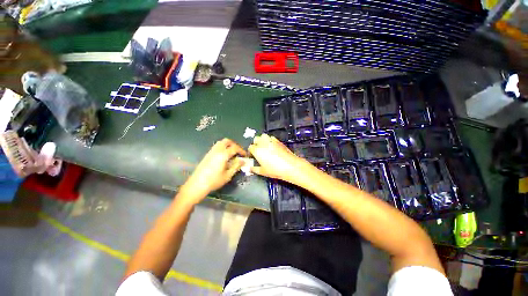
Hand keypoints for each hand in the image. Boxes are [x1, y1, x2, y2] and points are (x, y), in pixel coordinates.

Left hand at [179, 139, 246, 204]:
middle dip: (234, 144)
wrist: (197, 185)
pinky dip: (223, 148)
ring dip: (228, 145)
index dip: (241, 150)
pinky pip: (216, 147)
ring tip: (232, 153)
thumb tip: (243, 160)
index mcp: (223, 155)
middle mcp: (217, 150)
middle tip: (238, 151)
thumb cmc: (214, 181)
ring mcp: (211, 152)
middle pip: (227, 141)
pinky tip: (224, 157)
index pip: (235, 148)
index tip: (245, 155)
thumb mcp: (228, 175)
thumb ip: (236, 166)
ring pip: (220, 143)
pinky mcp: (207, 155)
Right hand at [248, 134, 304, 181]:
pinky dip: (270, 140)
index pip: (250, 147)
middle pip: (256, 139)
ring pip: (264, 136)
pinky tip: (272, 146)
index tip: (252, 155)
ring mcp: (271, 141)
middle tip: (258, 150)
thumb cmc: (275, 170)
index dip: (251, 151)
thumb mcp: (262, 172)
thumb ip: (254, 169)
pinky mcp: (278, 141)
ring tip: (264, 146)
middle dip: (256, 143)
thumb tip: (250, 168)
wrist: (290, 166)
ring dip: (262, 140)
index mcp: (257, 150)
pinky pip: (272, 137)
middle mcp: (263, 143)